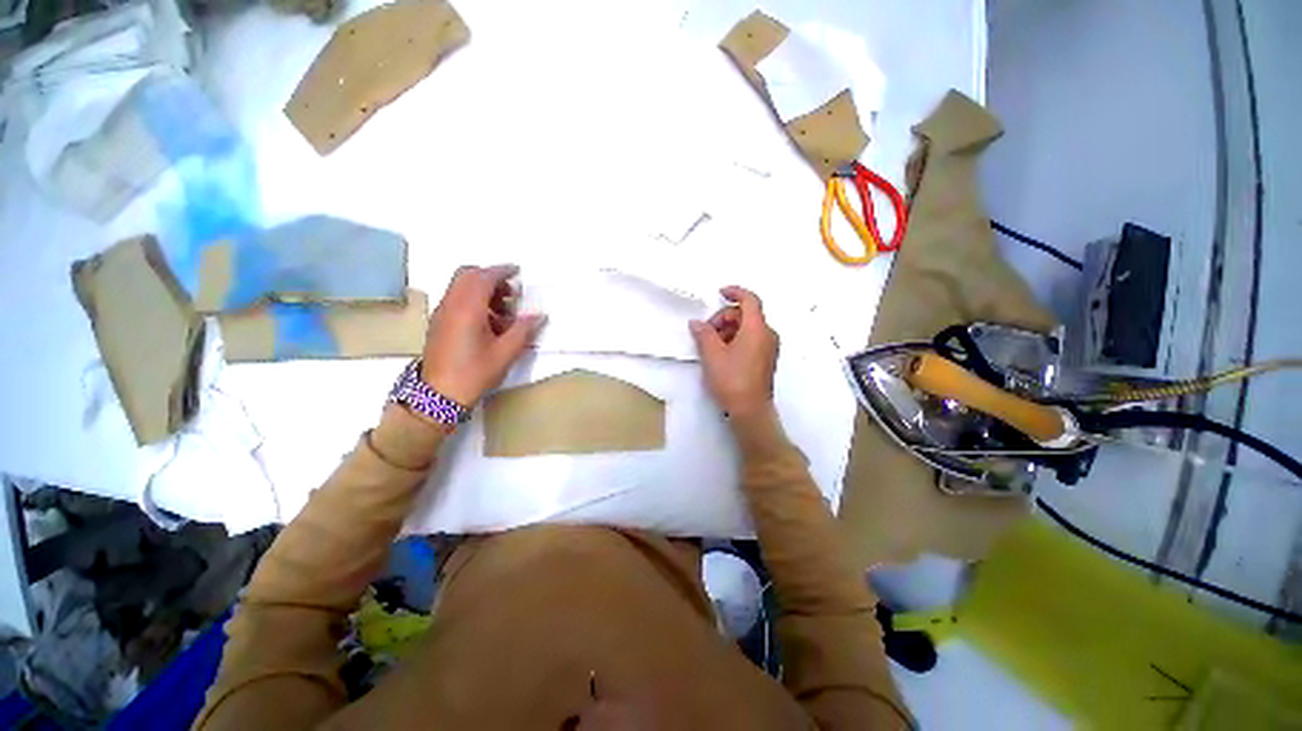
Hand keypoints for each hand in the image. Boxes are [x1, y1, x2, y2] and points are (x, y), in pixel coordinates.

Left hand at [421, 265, 544, 405]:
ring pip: (460, 286)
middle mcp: (451, 304)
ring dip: (482, 289)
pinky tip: (488, 322)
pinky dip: (473, 299)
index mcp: (468, 309)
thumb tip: (539, 315)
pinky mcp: (439, 323)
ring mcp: (442, 313)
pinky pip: (456, 299)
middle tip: (510, 292)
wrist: (438, 395)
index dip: (502, 271)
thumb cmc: (474, 373)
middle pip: (467, 275)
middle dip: (490, 277)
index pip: (484, 277)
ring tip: (503, 310)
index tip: (517, 272)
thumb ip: (523, 330)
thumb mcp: (505, 353)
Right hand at [689, 286, 778, 418]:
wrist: (750, 411)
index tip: (719, 293)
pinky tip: (723, 354)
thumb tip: (696, 323)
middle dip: (724, 318)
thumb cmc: (732, 380)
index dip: (735, 292)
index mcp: (757, 329)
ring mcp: (769, 347)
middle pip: (746, 314)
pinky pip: (752, 339)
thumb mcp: (712, 355)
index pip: (750, 299)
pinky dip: (737, 339)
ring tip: (712, 346)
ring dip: (729, 330)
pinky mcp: (766, 359)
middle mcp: (768, 334)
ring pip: (748, 327)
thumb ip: (704, 334)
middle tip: (707, 333)